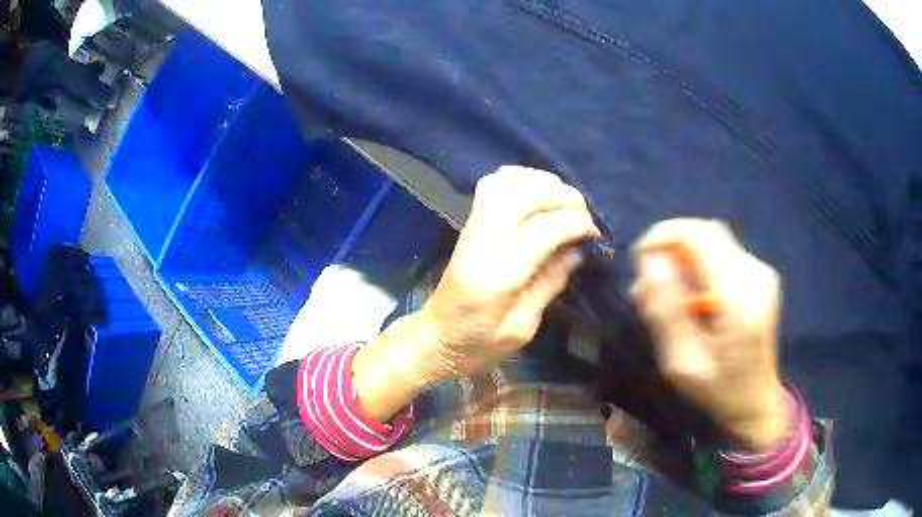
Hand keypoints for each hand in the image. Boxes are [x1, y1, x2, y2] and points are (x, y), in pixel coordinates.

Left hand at [352, 166, 598, 421]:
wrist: (435, 339)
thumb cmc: (479, 345)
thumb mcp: (523, 328)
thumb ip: (550, 284)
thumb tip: (578, 249)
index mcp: (497, 277)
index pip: (543, 230)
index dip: (575, 223)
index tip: (595, 232)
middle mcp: (481, 244)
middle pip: (524, 196)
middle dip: (563, 196)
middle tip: (584, 213)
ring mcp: (470, 230)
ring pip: (506, 183)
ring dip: (542, 183)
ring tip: (564, 201)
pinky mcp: (467, 225)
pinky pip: (491, 186)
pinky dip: (519, 179)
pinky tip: (537, 192)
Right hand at [631, 219, 786, 449]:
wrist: (756, 402)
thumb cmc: (718, 391)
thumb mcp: (682, 363)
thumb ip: (665, 310)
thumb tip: (649, 261)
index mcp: (740, 298)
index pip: (699, 237)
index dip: (663, 237)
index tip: (637, 260)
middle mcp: (755, 274)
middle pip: (705, 234)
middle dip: (669, 250)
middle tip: (646, 286)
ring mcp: (760, 273)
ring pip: (710, 243)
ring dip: (681, 261)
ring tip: (662, 298)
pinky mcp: (758, 277)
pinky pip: (720, 256)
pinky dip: (696, 268)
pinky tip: (686, 299)